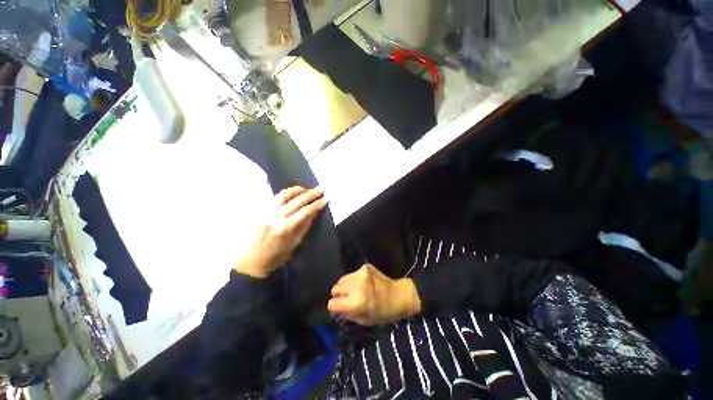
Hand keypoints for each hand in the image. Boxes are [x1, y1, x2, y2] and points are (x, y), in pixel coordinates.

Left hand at [234, 186, 326, 278]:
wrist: (254, 261)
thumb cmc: (278, 255)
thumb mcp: (296, 242)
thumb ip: (305, 224)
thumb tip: (315, 210)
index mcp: (285, 228)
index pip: (305, 211)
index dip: (317, 204)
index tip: (326, 198)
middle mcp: (275, 217)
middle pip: (296, 200)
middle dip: (311, 194)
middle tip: (321, 189)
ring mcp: (266, 212)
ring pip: (284, 194)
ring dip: (298, 190)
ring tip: (307, 189)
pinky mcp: (261, 211)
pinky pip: (275, 197)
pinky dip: (287, 193)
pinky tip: (294, 193)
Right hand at [327, 264, 420, 325]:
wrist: (398, 295)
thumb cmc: (383, 313)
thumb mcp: (363, 321)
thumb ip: (346, 314)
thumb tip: (334, 309)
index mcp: (356, 302)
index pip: (332, 304)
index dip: (335, 307)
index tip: (340, 308)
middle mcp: (356, 285)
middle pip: (335, 289)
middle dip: (340, 295)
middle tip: (349, 299)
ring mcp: (361, 273)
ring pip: (342, 280)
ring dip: (346, 286)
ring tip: (356, 290)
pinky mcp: (365, 267)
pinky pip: (351, 274)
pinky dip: (354, 280)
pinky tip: (363, 283)